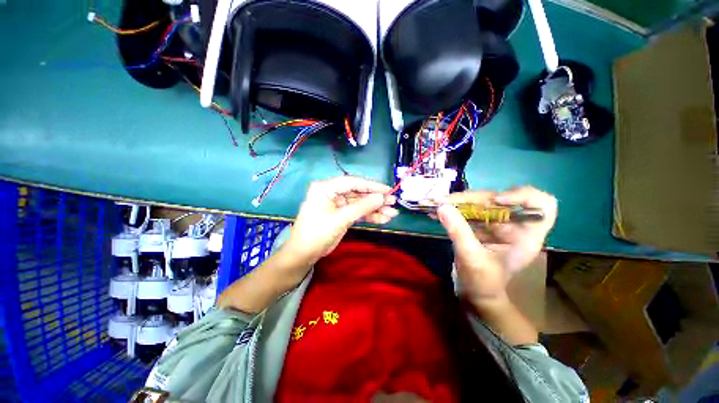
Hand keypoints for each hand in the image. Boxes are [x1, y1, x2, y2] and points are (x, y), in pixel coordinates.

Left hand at [284, 176, 398, 265]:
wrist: (304, 254)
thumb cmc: (317, 233)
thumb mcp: (341, 219)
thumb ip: (362, 207)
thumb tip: (382, 197)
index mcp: (326, 187)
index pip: (352, 182)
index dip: (371, 185)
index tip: (388, 189)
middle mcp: (332, 192)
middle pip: (358, 193)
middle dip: (376, 199)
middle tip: (393, 202)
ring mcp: (338, 204)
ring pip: (360, 203)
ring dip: (375, 209)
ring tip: (392, 213)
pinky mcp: (341, 214)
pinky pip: (357, 212)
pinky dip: (369, 216)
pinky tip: (383, 219)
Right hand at [437, 187, 556, 306]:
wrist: (473, 293)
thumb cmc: (482, 283)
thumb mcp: (472, 259)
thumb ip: (459, 232)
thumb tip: (442, 206)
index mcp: (526, 236)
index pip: (543, 205)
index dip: (523, 196)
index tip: (497, 200)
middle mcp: (513, 225)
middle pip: (496, 199)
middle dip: (467, 198)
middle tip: (441, 201)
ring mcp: (495, 223)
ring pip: (477, 202)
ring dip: (453, 201)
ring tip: (432, 202)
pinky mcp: (479, 224)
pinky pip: (465, 210)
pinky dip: (450, 209)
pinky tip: (434, 210)